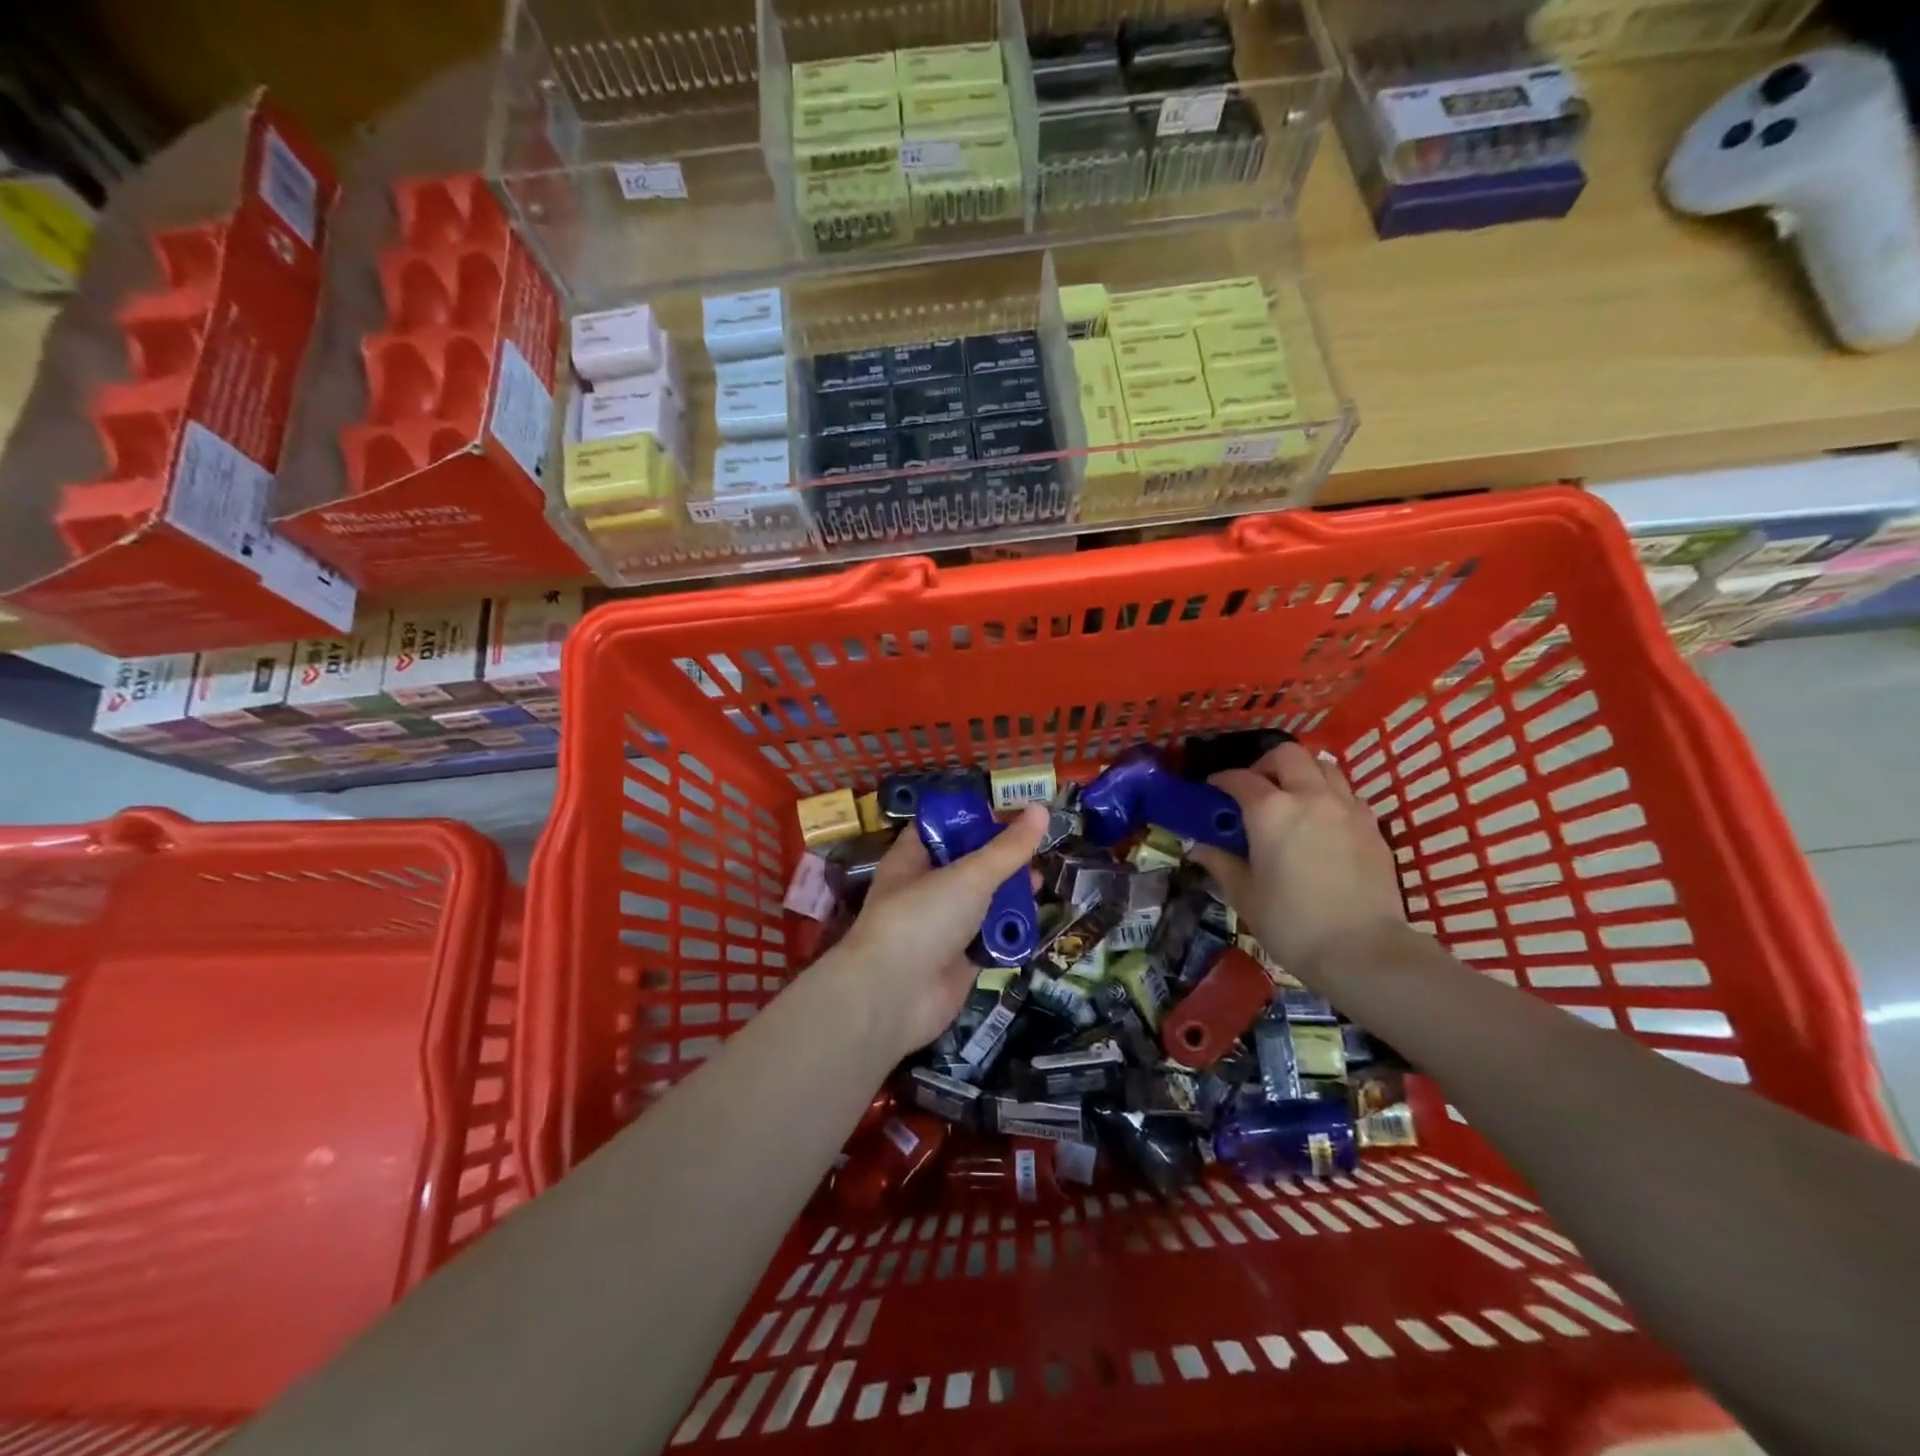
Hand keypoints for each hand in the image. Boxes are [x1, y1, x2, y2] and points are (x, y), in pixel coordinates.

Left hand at [835, 805, 1049, 1054]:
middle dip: (1002, 861)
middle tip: (1037, 851)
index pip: (943, 827)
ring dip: (1009, 898)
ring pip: (981, 904)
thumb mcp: (969, 875)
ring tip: (1040, 886)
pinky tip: (1033, 925)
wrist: (893, 998)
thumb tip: (1041, 808)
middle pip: (968, 866)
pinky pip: (988, 940)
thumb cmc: (923, 919)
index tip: (1013, 811)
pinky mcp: (958, 962)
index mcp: (913, 859)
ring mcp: (941, 928)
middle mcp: (925, 890)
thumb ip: (1008, 848)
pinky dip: (1007, 935)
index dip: (975, 817)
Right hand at [1190, 742, 1404, 984]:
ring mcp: (1347, 808)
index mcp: (1270, 811)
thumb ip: (1221, 864)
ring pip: (1324, 767)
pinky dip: (1330, 796)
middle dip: (1266, 764)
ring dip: (1303, 773)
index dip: (1222, 780)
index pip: (1239, 779)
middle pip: (1288, 755)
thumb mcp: (1245, 896)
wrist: (1363, 950)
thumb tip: (1199, 849)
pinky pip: (1348, 794)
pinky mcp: (1373, 826)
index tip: (1213, 790)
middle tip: (1256, 789)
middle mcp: (1309, 797)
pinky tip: (1323, 823)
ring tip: (1292, 799)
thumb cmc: (1292, 923)